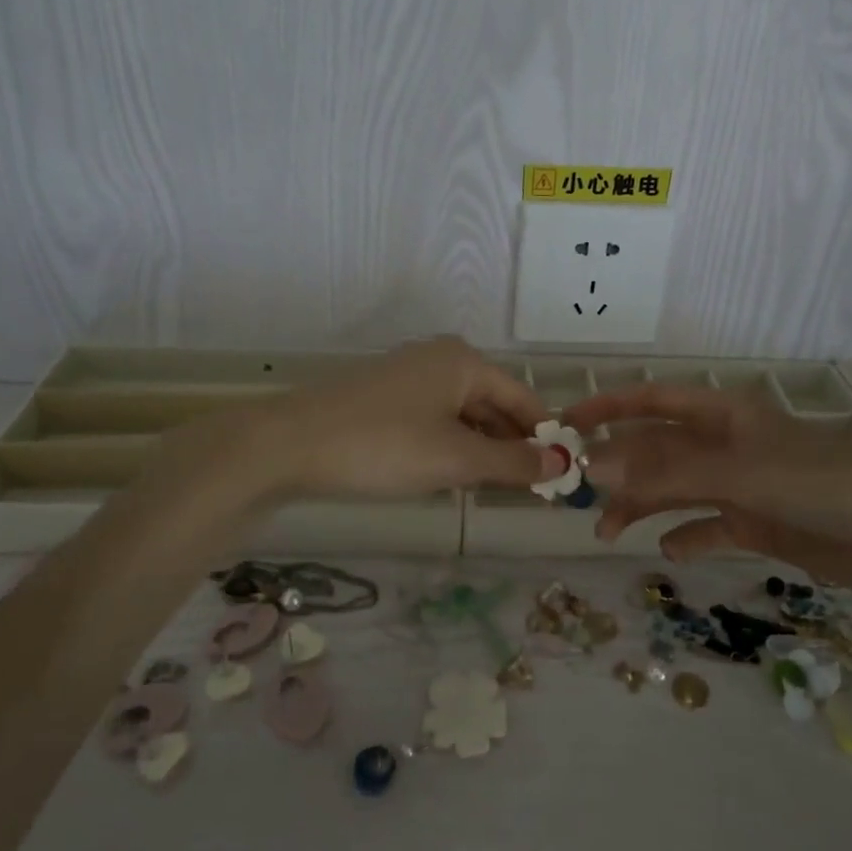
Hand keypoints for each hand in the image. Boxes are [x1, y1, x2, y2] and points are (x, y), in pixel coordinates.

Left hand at [242, 339, 563, 499]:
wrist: (290, 444)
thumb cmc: (385, 445)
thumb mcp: (456, 459)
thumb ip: (512, 462)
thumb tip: (562, 465)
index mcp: (464, 362)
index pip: (522, 398)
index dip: (544, 437)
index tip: (562, 477)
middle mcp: (440, 359)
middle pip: (493, 404)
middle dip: (512, 446)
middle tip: (533, 491)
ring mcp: (408, 377)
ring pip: (463, 415)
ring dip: (482, 450)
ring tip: (498, 490)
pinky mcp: (384, 399)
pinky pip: (434, 421)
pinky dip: (451, 447)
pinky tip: (453, 476)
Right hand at [563, 383, 851, 606]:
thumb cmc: (820, 484)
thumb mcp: (739, 473)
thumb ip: (667, 472)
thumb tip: (596, 468)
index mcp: (724, 415)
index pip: (653, 400)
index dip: (608, 406)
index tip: (566, 423)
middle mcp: (727, 445)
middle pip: (658, 449)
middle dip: (618, 468)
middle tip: (578, 494)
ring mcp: (742, 485)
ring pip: (676, 489)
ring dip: (642, 506)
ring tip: (608, 532)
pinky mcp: (758, 523)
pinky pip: (708, 526)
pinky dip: (687, 535)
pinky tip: (671, 550)